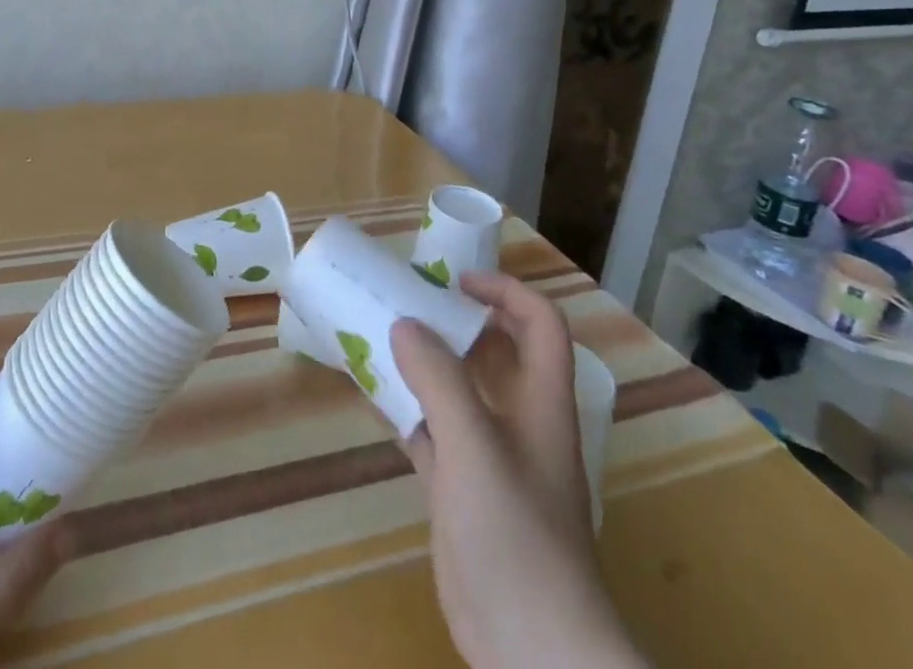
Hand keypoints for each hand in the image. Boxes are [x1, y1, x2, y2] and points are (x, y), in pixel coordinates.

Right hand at [391, 272, 642, 668]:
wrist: (532, 651)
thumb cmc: (516, 535)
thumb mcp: (474, 446)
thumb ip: (438, 380)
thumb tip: (404, 325)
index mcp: (541, 401)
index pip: (540, 323)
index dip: (505, 290)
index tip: (455, 281)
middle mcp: (519, 420)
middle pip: (496, 350)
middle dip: (455, 319)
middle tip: (408, 301)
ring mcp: (490, 458)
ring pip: (459, 390)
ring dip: (425, 362)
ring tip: (380, 336)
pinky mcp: (463, 491)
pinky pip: (432, 432)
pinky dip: (406, 408)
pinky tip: (372, 396)